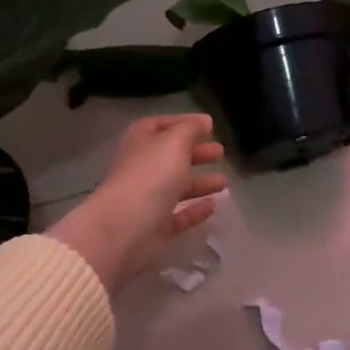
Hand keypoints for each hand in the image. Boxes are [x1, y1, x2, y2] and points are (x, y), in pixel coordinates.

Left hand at [49, 114, 226, 292]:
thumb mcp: (174, 142)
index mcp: (140, 143)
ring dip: (200, 183)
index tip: (208, 125)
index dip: (183, 123)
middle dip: (196, 153)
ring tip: (223, 181)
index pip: (160, 125)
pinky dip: (195, 210)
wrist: (125, 227)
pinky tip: (213, 206)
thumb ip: (190, 129)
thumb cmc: (150, 175)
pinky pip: (178, 215)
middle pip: (170, 157)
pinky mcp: (155, 227)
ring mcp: (147, 199)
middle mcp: (141, 168)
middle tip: (220, 153)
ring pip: (176, 187)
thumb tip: (203, 122)